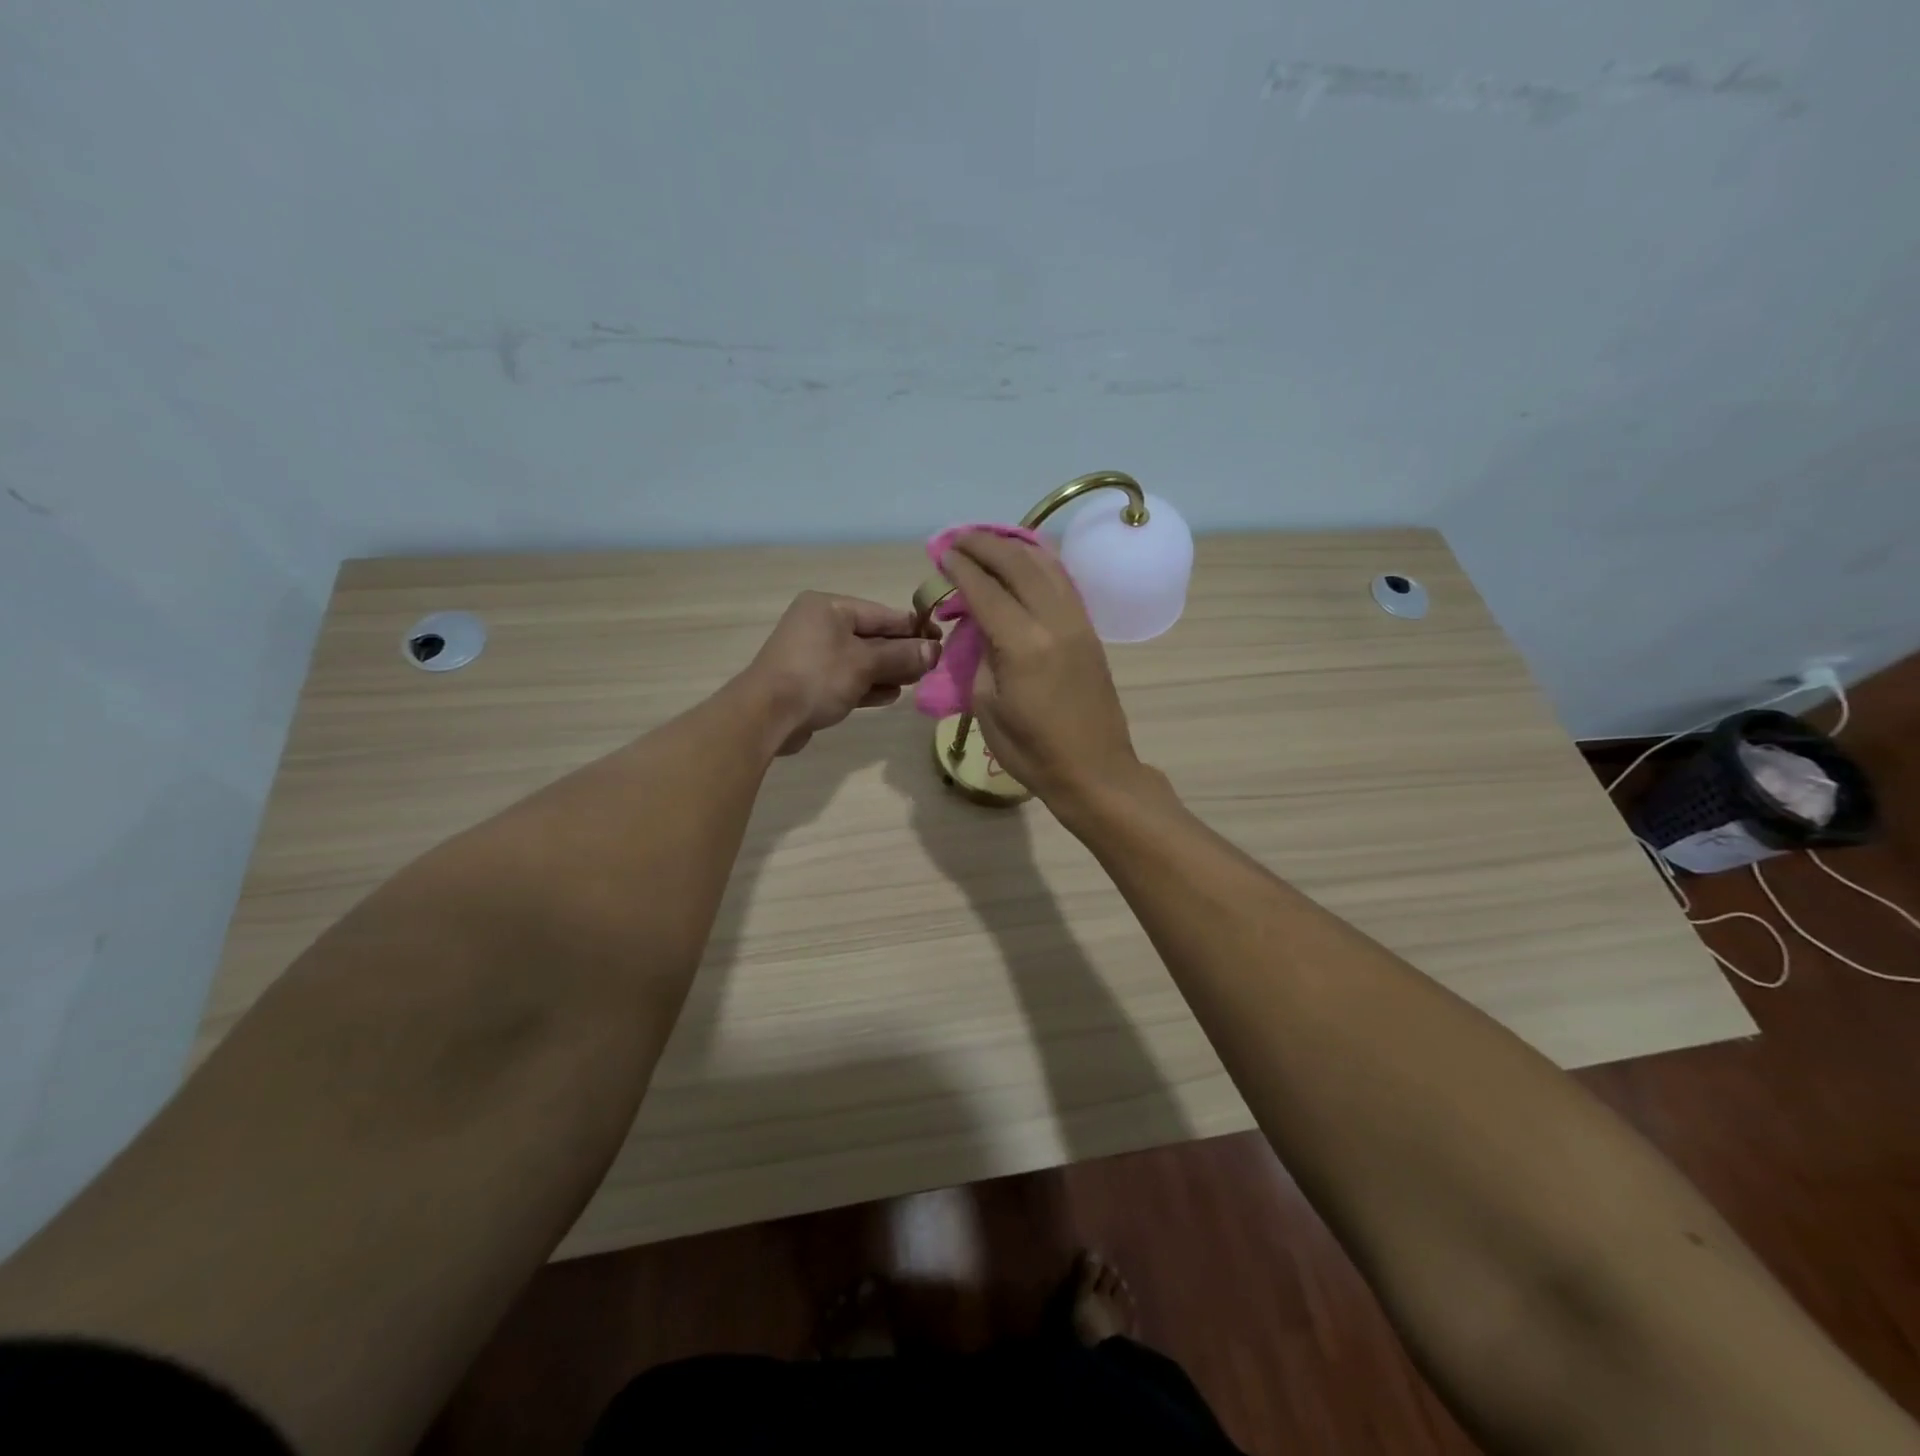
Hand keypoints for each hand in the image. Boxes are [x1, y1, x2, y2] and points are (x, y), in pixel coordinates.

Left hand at [741, 591, 939, 755]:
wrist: (766, 717)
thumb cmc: (817, 677)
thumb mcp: (865, 663)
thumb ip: (902, 656)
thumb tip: (935, 650)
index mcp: (829, 608)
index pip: (882, 614)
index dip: (914, 628)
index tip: (941, 640)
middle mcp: (820, 625)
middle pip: (872, 636)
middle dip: (902, 652)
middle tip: (932, 666)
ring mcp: (813, 655)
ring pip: (861, 660)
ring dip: (888, 671)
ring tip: (917, 682)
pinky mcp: (810, 683)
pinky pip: (847, 679)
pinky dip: (868, 685)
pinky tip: (891, 696)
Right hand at [938, 532, 1142, 805]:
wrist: (1094, 770)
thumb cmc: (1032, 751)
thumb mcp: (988, 706)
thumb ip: (982, 656)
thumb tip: (982, 627)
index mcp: (1023, 645)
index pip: (986, 590)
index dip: (961, 568)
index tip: (942, 552)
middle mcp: (1054, 622)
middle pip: (1018, 565)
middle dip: (985, 545)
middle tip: (959, 537)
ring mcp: (1078, 623)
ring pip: (1047, 566)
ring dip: (1015, 547)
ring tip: (989, 540)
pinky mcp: (1090, 631)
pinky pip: (1064, 582)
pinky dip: (1041, 563)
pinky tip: (1025, 561)